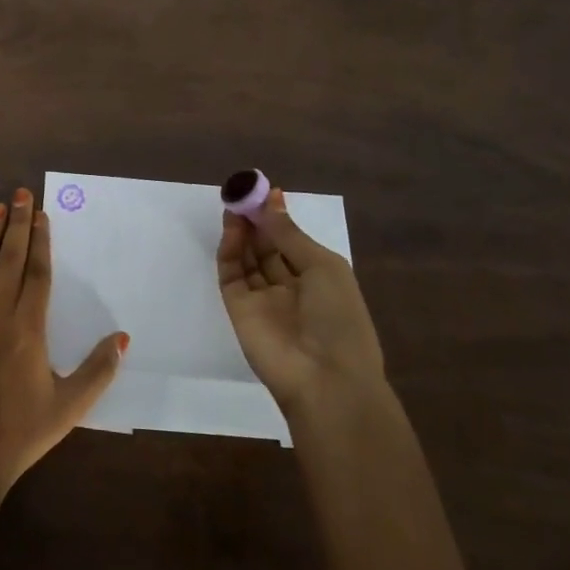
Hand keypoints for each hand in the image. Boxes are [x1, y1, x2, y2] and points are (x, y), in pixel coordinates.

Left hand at [0, 190, 127, 512]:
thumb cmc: (19, 436)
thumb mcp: (69, 408)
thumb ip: (98, 370)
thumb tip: (122, 337)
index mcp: (29, 330)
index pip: (37, 274)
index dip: (41, 242)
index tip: (42, 215)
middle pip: (9, 261)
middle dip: (17, 225)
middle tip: (21, 194)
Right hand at [217, 185, 384, 417]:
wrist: (324, 378)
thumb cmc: (339, 318)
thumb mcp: (323, 267)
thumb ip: (289, 234)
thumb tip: (271, 201)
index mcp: (319, 280)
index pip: (293, 243)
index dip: (279, 218)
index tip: (266, 191)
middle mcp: (289, 287)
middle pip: (267, 248)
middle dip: (257, 220)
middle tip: (244, 192)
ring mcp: (262, 298)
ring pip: (247, 258)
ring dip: (242, 231)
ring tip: (235, 203)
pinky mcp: (238, 308)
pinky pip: (231, 273)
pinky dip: (230, 249)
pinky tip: (233, 227)